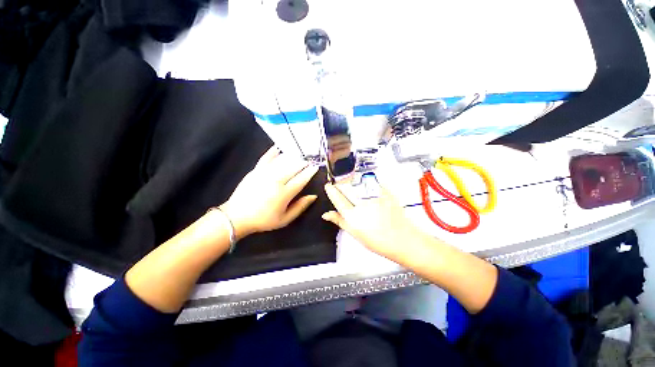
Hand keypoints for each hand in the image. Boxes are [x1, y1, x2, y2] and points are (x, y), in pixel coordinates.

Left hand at [220, 146, 318, 239]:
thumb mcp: (285, 219)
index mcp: (284, 193)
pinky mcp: (255, 171)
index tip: (316, 167)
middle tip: (309, 161)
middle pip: (293, 167)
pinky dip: (273, 152)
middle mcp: (276, 180)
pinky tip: (278, 148)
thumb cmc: (264, 220)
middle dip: (303, 163)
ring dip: (293, 157)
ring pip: (282, 161)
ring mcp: (264, 174)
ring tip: (299, 155)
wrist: (237, 217)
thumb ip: (300, 207)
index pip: (301, 179)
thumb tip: (313, 196)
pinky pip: (266, 158)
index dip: (310, 172)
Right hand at [322, 183, 431, 263]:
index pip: (338, 199)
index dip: (331, 191)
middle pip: (346, 188)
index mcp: (353, 216)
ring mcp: (375, 198)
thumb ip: (340, 221)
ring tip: (351, 185)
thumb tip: (326, 214)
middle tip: (339, 186)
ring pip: (357, 182)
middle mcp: (363, 205)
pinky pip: (371, 182)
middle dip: (340, 184)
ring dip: (351, 182)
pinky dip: (365, 183)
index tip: (328, 186)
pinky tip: (365, 187)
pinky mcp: (385, 193)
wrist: (402, 239)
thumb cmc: (378, 240)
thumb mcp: (355, 233)